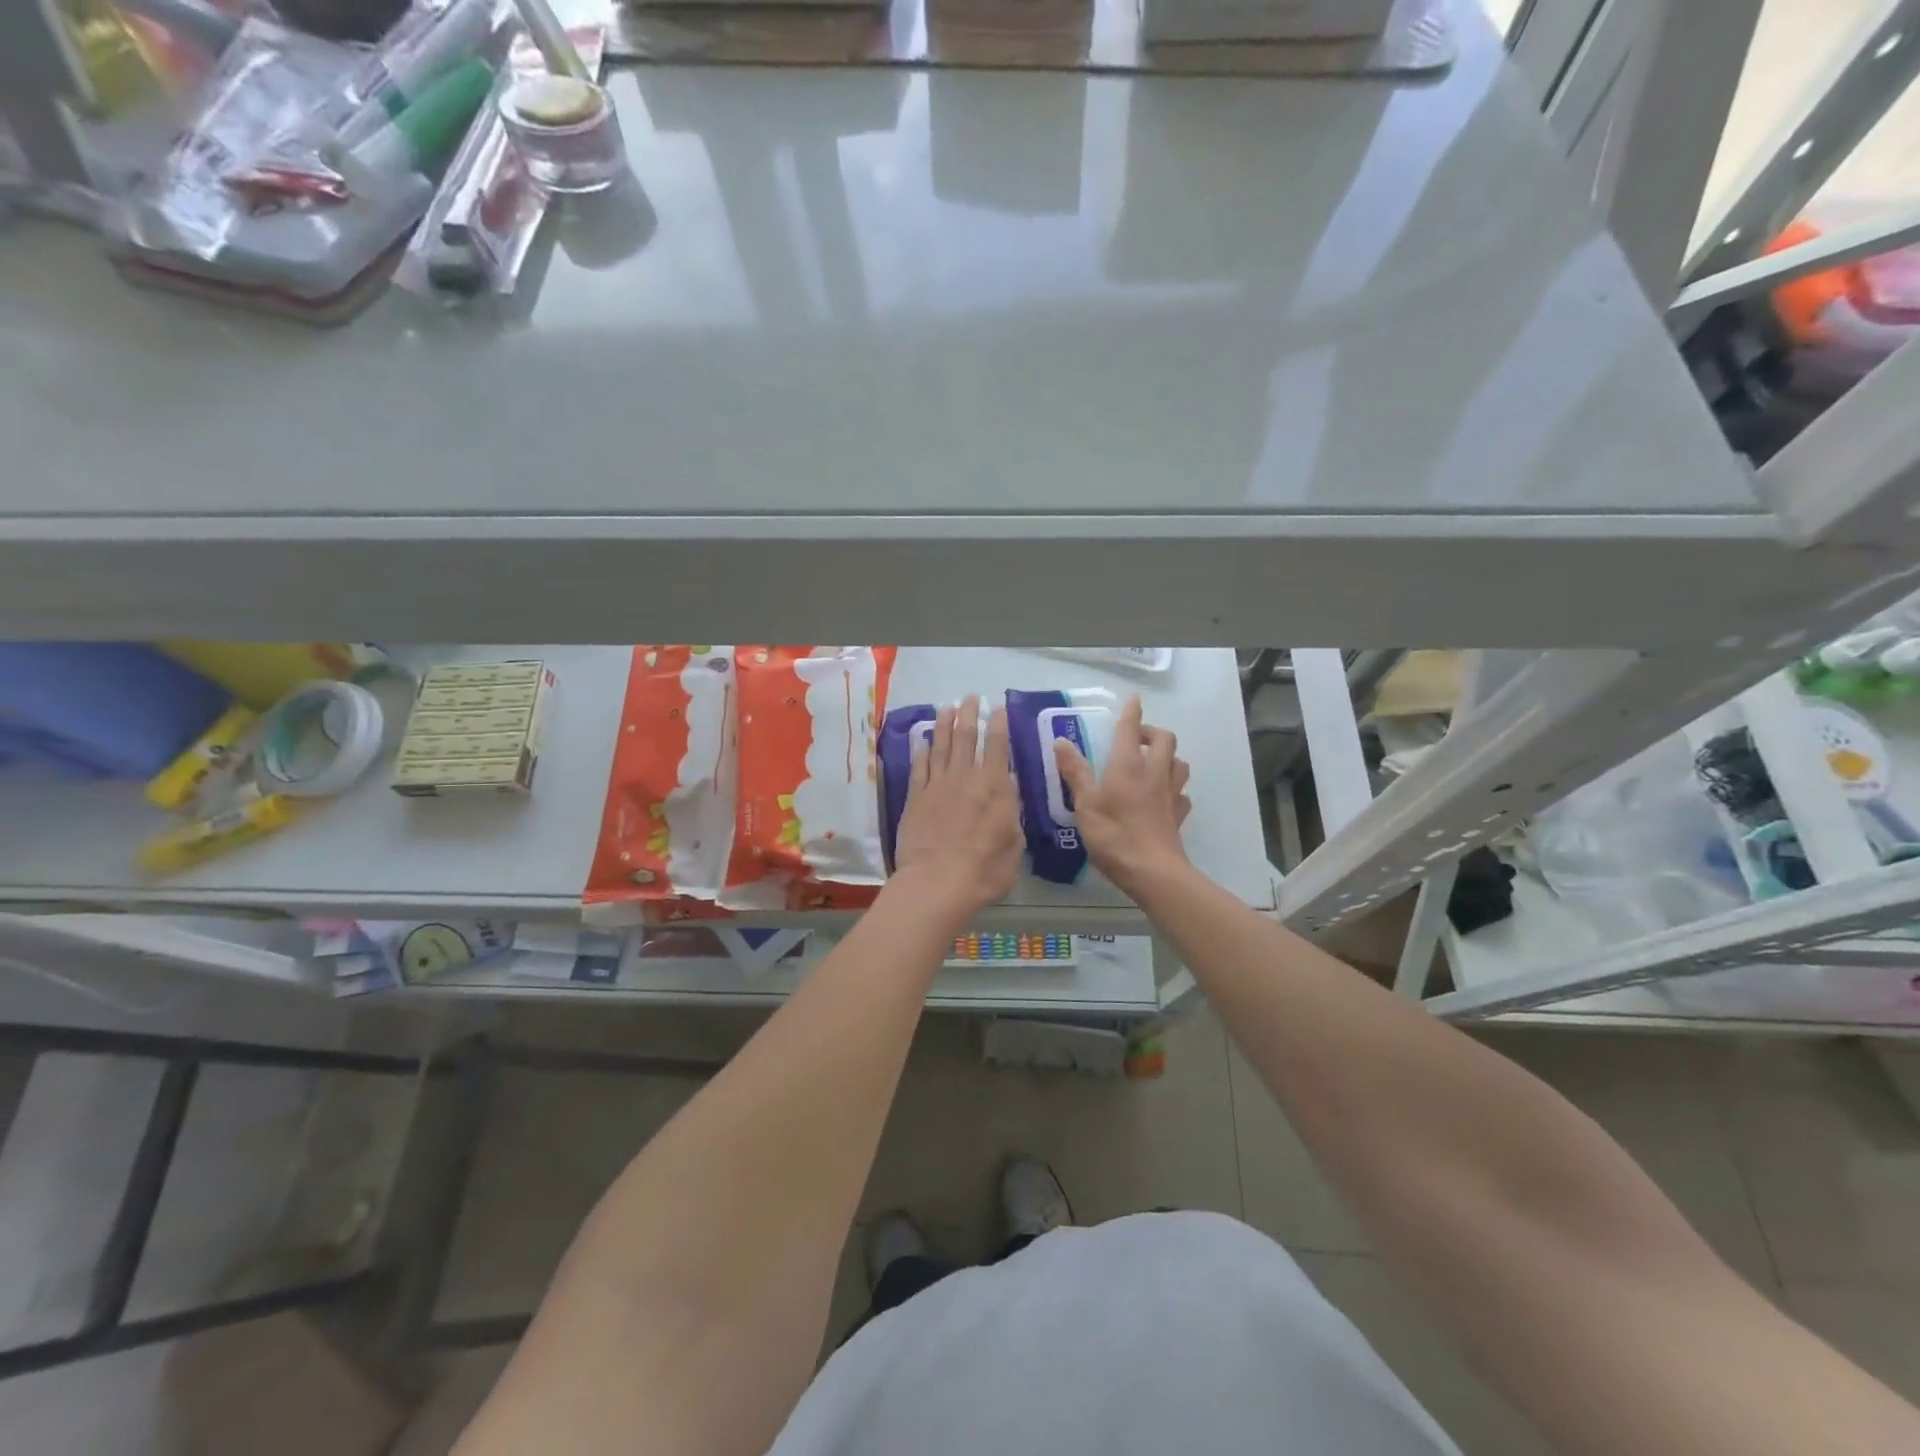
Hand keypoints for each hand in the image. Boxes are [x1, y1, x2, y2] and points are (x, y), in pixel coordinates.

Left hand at [890, 696, 1024, 925]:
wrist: (937, 882)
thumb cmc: (985, 869)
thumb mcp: (1014, 842)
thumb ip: (1011, 811)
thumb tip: (1006, 787)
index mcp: (993, 786)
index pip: (997, 746)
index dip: (998, 724)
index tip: (998, 708)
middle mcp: (964, 778)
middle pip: (965, 737)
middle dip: (969, 714)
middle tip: (969, 697)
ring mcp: (936, 786)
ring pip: (939, 746)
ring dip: (943, 725)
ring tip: (946, 708)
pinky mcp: (915, 798)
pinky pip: (918, 767)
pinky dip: (920, 750)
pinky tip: (921, 739)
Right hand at [1053, 694, 1191, 897]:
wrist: (1152, 871)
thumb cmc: (1113, 835)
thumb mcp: (1085, 804)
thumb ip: (1075, 772)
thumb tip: (1061, 741)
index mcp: (1128, 766)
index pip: (1131, 729)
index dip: (1132, 712)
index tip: (1134, 699)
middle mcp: (1153, 773)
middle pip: (1165, 739)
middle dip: (1153, 732)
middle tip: (1137, 738)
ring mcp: (1170, 794)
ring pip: (1179, 763)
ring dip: (1169, 756)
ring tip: (1153, 762)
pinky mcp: (1178, 815)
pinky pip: (1182, 793)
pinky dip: (1174, 788)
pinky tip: (1164, 796)